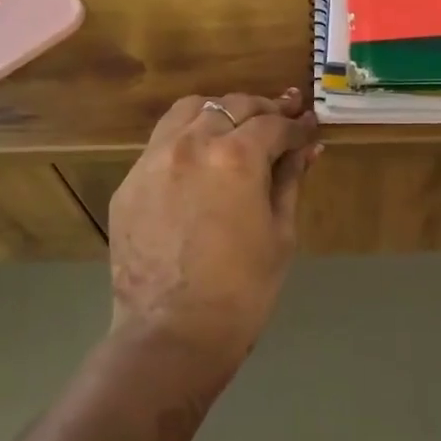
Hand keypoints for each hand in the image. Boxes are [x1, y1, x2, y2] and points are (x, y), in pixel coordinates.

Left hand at [108, 89, 319, 366]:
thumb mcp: (280, 232)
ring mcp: (153, 161)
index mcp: (235, 157)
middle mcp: (190, 144)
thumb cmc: (242, 290)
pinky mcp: (130, 183)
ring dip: (220, 113)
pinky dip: (188, 138)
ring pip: (190, 110)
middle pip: (232, 106)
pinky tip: (201, 161)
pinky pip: (162, 142)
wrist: (173, 334)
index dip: (297, 125)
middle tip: (283, 122)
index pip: (274, 124)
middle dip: (263, 111)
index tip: (310, 126)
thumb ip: (290, 179)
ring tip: (238, 129)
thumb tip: (308, 146)